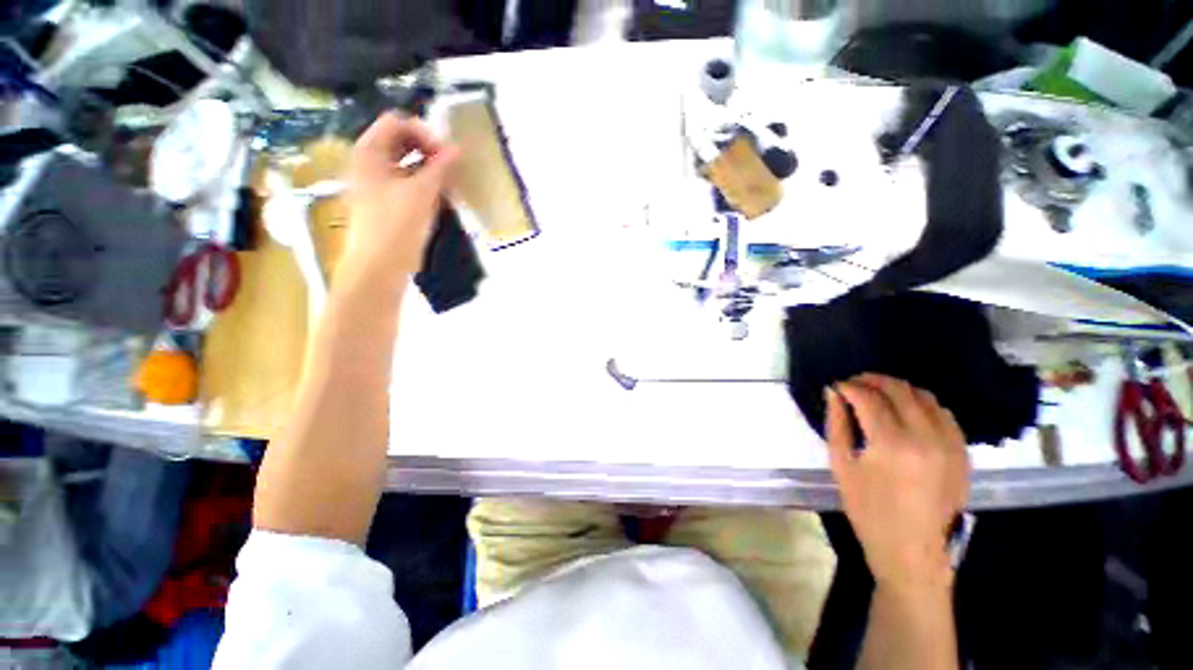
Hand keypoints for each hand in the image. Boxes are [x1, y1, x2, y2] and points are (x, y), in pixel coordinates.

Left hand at [343, 113, 459, 289]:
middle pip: (401, 142)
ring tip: (449, 184)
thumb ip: (439, 167)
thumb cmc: (396, 225)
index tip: (445, 154)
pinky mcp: (387, 203)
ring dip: (429, 169)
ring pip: (406, 164)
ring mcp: (377, 183)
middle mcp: (370, 162)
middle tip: (450, 168)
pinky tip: (440, 199)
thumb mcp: (421, 192)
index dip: (423, 133)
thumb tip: (456, 149)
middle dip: (428, 151)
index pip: (397, 123)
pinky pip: (408, 183)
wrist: (380, 265)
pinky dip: (424, 186)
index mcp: (369, 152)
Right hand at [826, 374, 970, 591]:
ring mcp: (950, 444)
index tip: (836, 385)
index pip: (868, 398)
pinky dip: (922, 404)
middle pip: (899, 390)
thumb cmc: (868, 509)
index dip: (849, 386)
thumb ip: (836, 424)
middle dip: (872, 380)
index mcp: (891, 444)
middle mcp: (926, 437)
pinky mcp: (962, 452)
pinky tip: (906, 410)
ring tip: (878, 394)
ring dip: (898, 389)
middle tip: (854, 383)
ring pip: (925, 397)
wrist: (912, 550)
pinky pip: (944, 414)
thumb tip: (833, 393)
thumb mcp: (841, 465)